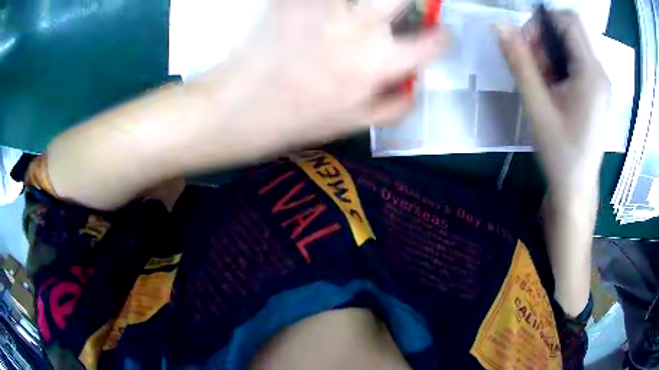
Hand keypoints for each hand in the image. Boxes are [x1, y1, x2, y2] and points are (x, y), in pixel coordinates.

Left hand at [202, 0, 446, 145]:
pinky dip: (323, 2)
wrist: (239, 110)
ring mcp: (324, 10)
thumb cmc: (296, 121)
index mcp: (379, 64)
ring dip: (367, 2)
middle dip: (411, 2)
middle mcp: (359, 30)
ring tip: (358, 12)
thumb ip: (393, 108)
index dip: (441, 38)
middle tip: (401, 7)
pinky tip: (324, 9)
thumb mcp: (353, 124)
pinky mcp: (293, 2)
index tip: (436, 35)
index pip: (433, 43)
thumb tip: (416, 89)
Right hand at [495, 12, 610, 203]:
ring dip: (549, 56)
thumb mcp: (538, 107)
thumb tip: (499, 26)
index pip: (568, 21)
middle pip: (568, 32)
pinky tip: (552, 91)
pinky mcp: (595, 91)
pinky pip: (574, 63)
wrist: (576, 189)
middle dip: (544, 42)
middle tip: (532, 70)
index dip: (542, 24)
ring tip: (543, 86)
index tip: (526, 46)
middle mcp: (599, 73)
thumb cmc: (560, 154)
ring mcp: (599, 83)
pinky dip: (558, 67)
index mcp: (591, 74)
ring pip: (569, 47)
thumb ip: (520, 63)